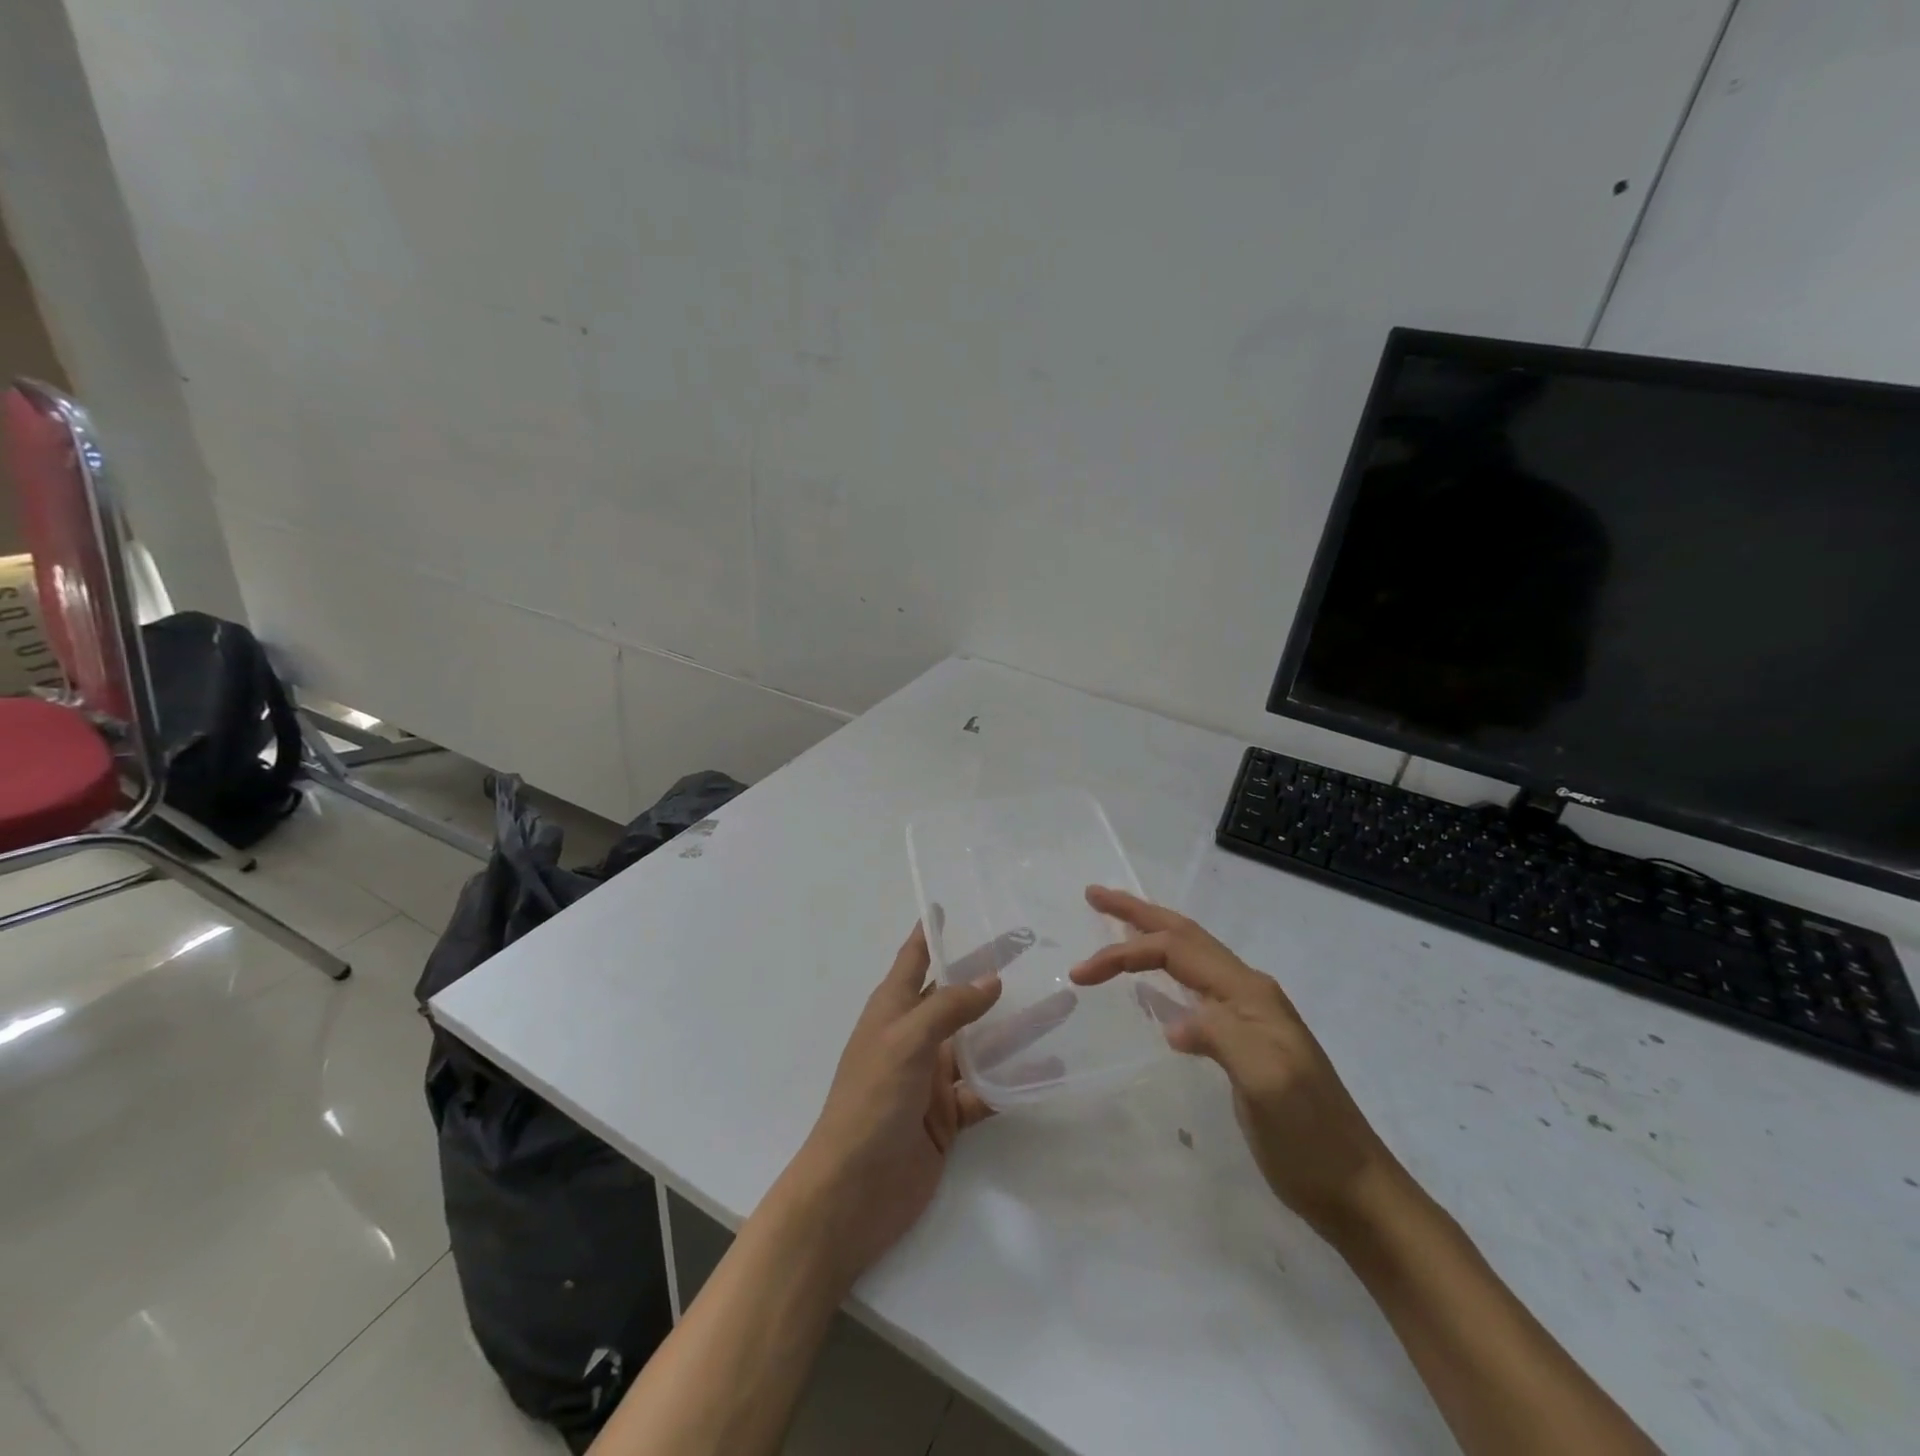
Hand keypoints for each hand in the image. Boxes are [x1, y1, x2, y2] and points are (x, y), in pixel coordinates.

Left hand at [787, 920, 1069, 1286]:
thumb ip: (949, 1008)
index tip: (949, 904)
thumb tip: (992, 980)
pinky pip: (987, 1090)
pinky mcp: (947, 1116)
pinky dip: (1015, 1080)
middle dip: (988, 973)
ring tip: (1060, 1005)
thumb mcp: (905, 1042)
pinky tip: (1049, 1069)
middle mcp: (913, 1037)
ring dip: (1016, 1027)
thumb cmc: (870, 1102)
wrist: (851, 1194)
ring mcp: (931, 1078)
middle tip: (1031, 950)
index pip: (913, 959)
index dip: (930, 931)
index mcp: (892, 1010)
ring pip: (980, 1043)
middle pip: (957, 996)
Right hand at [1071, 886, 1401, 1235]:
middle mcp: (1248, 992)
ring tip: (1116, 924)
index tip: (1081, 974)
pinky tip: (1152, 985)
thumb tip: (1174, 1023)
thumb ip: (1221, 1036)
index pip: (1176, 950)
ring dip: (1150, 937)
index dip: (1125, 952)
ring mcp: (1248, 1016)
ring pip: (1190, 958)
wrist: (1355, 1189)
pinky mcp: (1244, 1042)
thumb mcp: (1266, 1081)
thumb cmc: (1309, 1136)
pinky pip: (1195, 989)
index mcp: (1249, 992)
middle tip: (1095, 895)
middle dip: (1137, 914)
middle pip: (1184, 937)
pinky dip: (1164, 973)